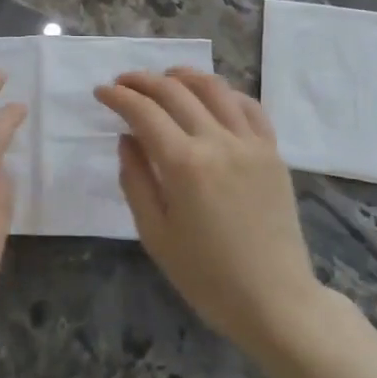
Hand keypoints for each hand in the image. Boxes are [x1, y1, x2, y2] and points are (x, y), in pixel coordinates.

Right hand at [95, 67, 325, 362]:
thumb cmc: (206, 276)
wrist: (274, 301)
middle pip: (175, 92)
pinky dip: (225, 93)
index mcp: (184, 165)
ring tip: (164, 78)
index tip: (101, 91)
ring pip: (214, 89)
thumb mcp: (155, 234)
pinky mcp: (273, 152)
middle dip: (143, 81)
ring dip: (183, 76)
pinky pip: (249, 107)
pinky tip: (211, 97)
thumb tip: (127, 138)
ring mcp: (251, 143)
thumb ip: (135, 180)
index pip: (144, 112)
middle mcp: (218, 142)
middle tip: (122, 82)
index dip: (118, 96)